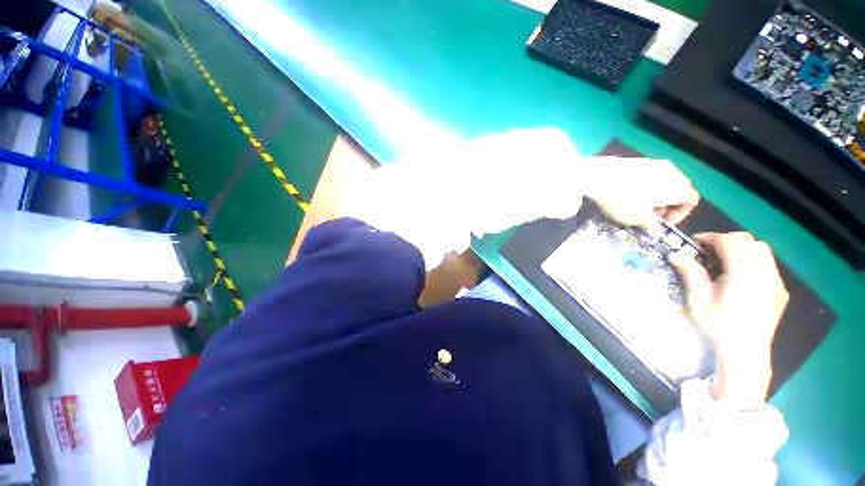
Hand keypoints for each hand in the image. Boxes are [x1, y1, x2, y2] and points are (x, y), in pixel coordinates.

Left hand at [583, 157, 699, 227]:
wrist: (597, 177)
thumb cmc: (621, 200)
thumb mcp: (636, 219)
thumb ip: (651, 226)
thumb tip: (656, 232)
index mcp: (678, 187)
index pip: (691, 200)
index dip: (679, 214)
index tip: (662, 222)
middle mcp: (672, 172)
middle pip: (679, 189)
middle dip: (667, 204)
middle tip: (649, 215)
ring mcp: (654, 163)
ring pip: (664, 181)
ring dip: (655, 195)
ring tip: (637, 205)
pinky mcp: (638, 160)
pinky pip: (648, 175)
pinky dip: (644, 185)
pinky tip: (626, 193)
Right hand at [670, 232, 788, 408]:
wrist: (745, 352)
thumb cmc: (718, 325)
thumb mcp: (698, 299)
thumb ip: (690, 273)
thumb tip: (676, 253)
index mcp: (743, 273)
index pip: (731, 241)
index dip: (712, 237)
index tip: (695, 242)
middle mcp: (764, 273)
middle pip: (749, 241)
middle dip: (727, 241)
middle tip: (708, 251)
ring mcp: (776, 282)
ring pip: (763, 251)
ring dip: (742, 249)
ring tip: (725, 262)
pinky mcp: (780, 291)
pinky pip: (769, 265)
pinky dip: (754, 262)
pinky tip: (742, 278)